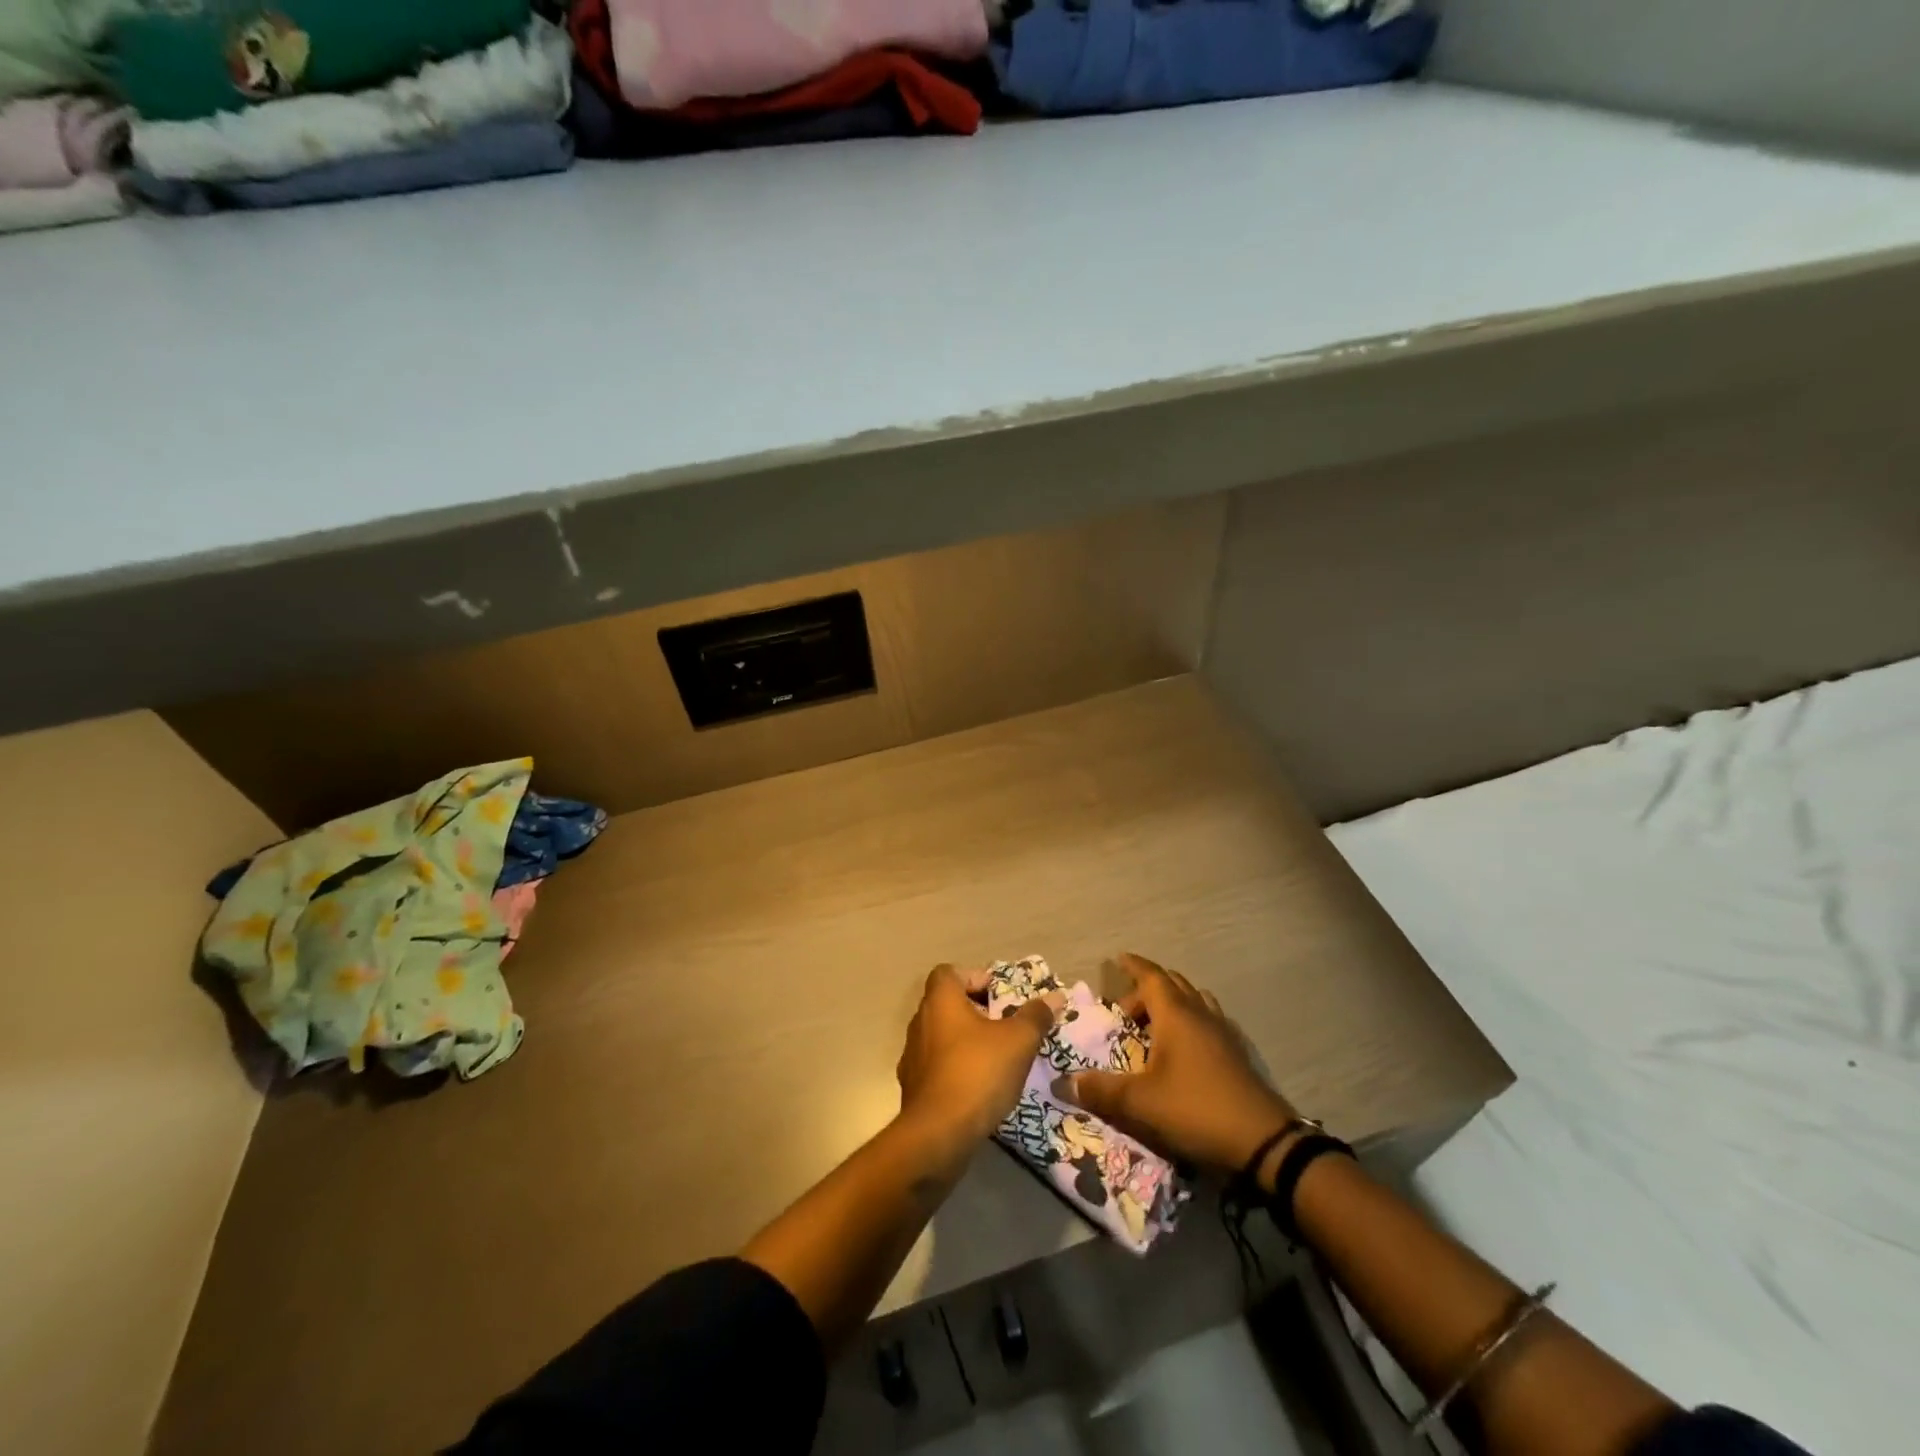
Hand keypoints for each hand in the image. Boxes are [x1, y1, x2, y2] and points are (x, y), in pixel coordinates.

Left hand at [896, 964, 1061, 1150]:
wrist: (938, 1135)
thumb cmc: (978, 1073)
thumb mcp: (1018, 1041)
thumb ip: (1036, 1016)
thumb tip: (1055, 997)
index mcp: (940, 1001)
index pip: (949, 972)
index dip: (975, 977)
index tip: (1001, 997)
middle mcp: (920, 1022)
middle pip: (947, 1004)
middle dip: (976, 1012)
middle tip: (1006, 1027)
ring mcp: (912, 1056)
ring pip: (942, 1037)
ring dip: (966, 1042)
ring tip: (997, 1059)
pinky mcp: (913, 1088)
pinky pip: (937, 1067)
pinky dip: (956, 1069)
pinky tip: (979, 1088)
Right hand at [1053, 953, 1297, 1176]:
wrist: (1263, 1142)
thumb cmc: (1196, 1109)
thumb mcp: (1140, 1103)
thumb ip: (1100, 1089)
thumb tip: (1062, 1082)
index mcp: (1176, 1015)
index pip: (1151, 976)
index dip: (1134, 965)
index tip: (1118, 959)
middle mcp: (1200, 1014)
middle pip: (1173, 984)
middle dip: (1147, 989)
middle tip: (1126, 1009)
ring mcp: (1223, 1032)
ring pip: (1195, 1000)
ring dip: (1172, 1003)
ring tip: (1154, 1026)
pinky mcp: (1237, 1054)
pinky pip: (1209, 1020)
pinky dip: (1191, 1021)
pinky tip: (1184, 1049)